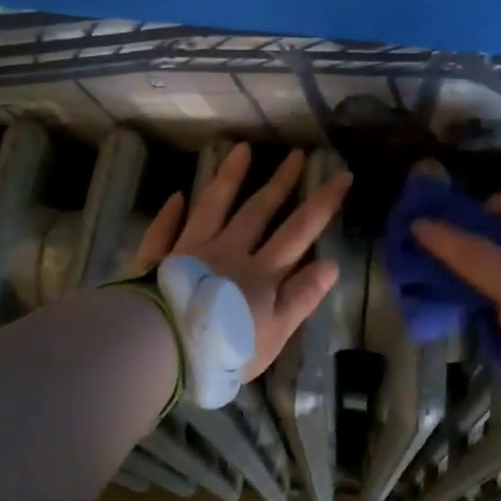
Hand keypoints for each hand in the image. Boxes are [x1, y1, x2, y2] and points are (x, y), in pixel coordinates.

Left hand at [134, 143, 352, 382]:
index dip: (323, 202)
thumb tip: (331, 264)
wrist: (162, 351)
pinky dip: (171, 213)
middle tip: (296, 153)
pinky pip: (165, 230)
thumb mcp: (274, 333)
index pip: (299, 231)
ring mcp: (191, 251)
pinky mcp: (158, 260)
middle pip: (258, 210)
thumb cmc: (224, 349)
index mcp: (261, 272)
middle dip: (281, 182)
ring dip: (229, 178)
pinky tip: (178, 196)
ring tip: (241, 149)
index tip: (342, 174)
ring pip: (212, 206)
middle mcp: (229, 252)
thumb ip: (301, 298)